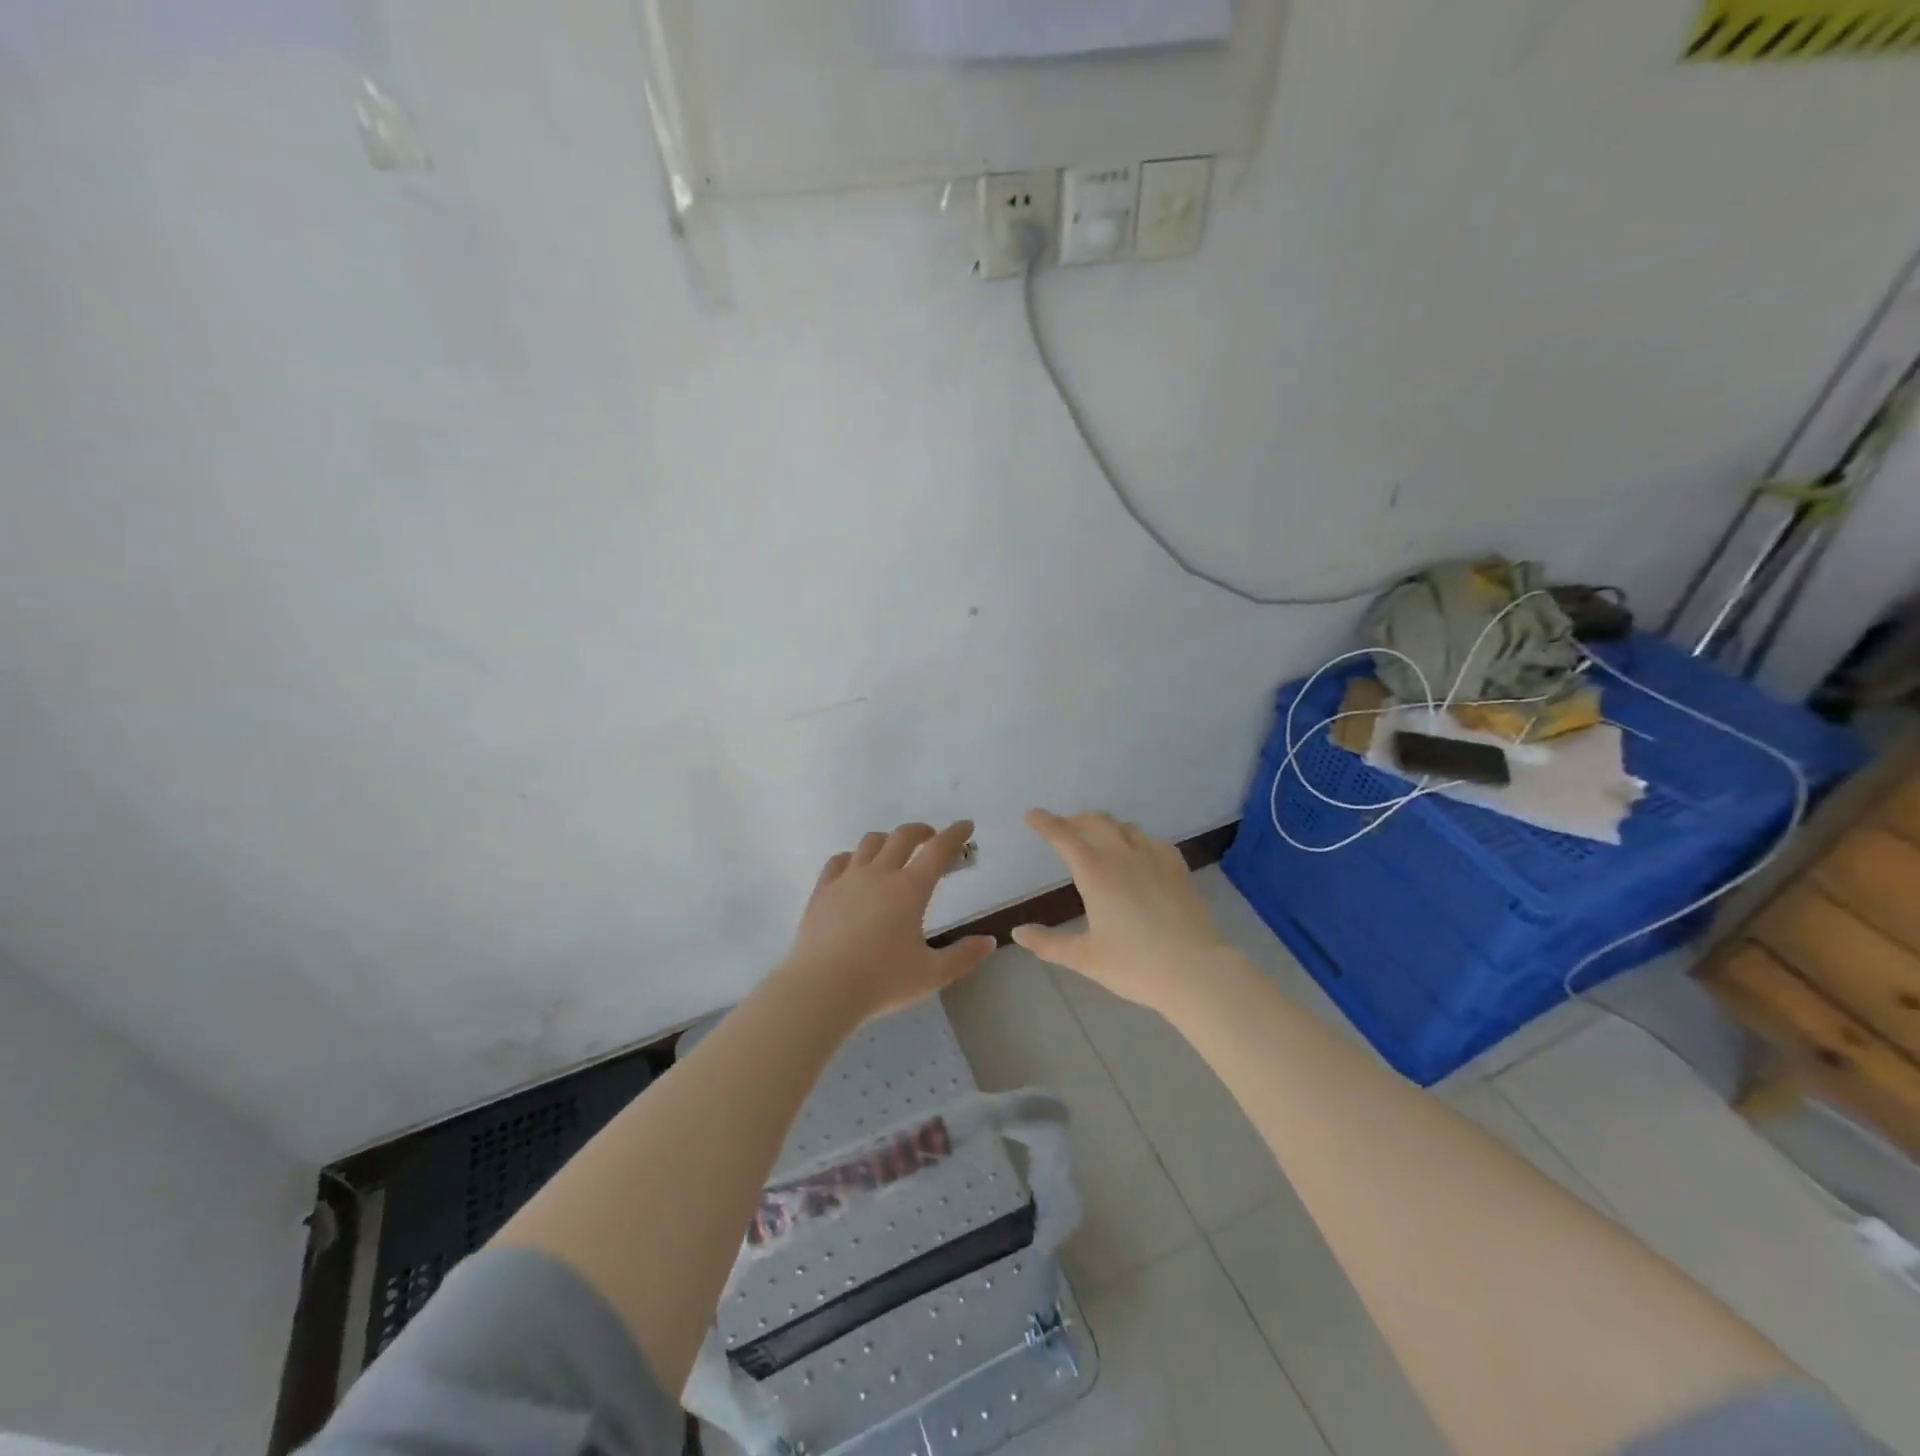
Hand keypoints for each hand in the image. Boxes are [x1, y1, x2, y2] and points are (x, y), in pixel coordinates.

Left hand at [785, 820, 996, 1020]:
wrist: (822, 988)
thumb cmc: (882, 981)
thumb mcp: (931, 974)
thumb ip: (963, 956)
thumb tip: (988, 941)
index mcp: (910, 889)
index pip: (938, 850)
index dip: (955, 834)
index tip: (966, 826)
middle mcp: (880, 874)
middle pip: (902, 836)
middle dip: (921, 831)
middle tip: (931, 837)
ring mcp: (847, 879)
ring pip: (870, 843)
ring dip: (887, 840)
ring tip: (894, 850)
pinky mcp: (822, 890)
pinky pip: (839, 860)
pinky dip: (853, 857)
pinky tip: (855, 866)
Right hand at [1012, 809, 1227, 1012]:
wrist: (1196, 971)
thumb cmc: (1135, 965)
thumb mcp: (1085, 958)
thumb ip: (1048, 943)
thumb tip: (1018, 932)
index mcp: (1095, 873)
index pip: (1064, 837)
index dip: (1045, 823)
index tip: (1032, 815)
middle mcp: (1123, 856)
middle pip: (1096, 822)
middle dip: (1075, 820)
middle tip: (1064, 828)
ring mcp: (1155, 859)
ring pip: (1125, 827)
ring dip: (1106, 827)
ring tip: (1099, 838)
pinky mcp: (1177, 869)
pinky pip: (1153, 841)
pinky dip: (1137, 840)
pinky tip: (1139, 853)